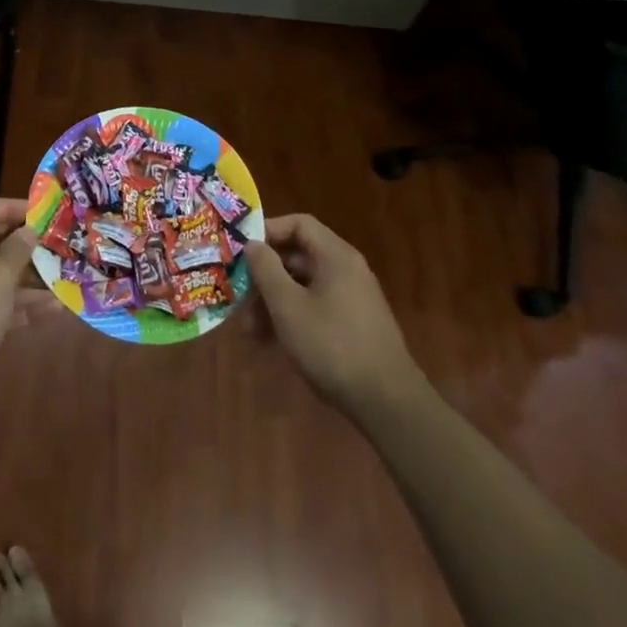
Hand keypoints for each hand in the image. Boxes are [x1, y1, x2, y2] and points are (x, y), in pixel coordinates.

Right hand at [245, 214, 424, 422]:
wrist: (386, 402)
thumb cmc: (332, 345)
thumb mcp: (288, 306)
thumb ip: (266, 270)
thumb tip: (253, 243)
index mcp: (335, 256)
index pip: (299, 224)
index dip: (267, 231)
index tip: (241, 251)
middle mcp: (346, 270)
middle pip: (297, 257)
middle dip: (265, 276)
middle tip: (239, 297)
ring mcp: (352, 298)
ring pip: (303, 286)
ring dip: (273, 302)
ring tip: (249, 331)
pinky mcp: (352, 324)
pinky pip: (315, 307)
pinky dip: (291, 317)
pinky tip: (270, 342)